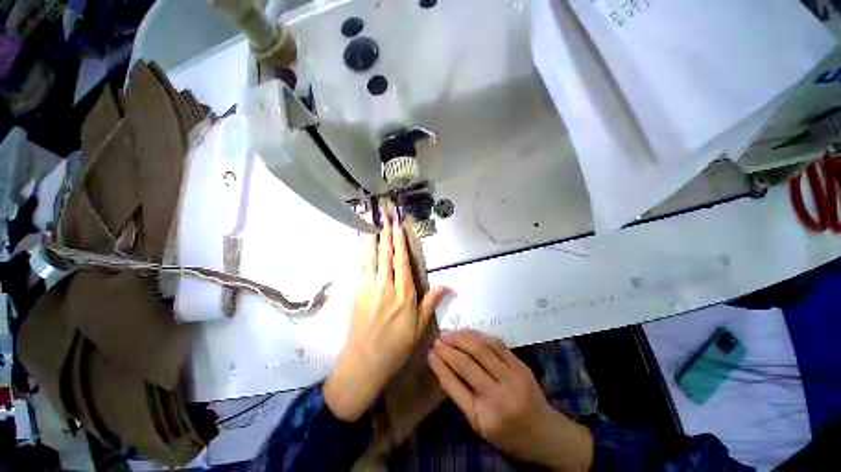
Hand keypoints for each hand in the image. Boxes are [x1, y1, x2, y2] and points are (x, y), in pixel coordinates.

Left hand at [324, 214, 447, 420]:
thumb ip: (430, 303)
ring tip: (373, 223)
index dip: (400, 242)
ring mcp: (369, 288)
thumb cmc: (395, 346)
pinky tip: (363, 245)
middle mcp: (386, 286)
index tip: (398, 227)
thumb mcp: (419, 327)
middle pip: (386, 254)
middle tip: (385, 217)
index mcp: (404, 294)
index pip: (402, 261)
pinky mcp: (357, 293)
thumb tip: (447, 286)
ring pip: (372, 258)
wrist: (364, 362)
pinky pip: (361, 268)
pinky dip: (363, 254)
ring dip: (373, 239)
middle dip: (386, 234)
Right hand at [428, 330, 593, 471]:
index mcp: (485, 416)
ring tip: (448, 332)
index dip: (440, 366)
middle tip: (437, 338)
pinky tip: (468, 332)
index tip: (429, 352)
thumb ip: (460, 395)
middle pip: (467, 363)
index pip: (455, 385)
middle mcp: (499, 395)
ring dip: (462, 337)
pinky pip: (497, 345)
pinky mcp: (521, 366)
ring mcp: (513, 378)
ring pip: (482, 349)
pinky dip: (479, 336)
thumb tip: (442, 367)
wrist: (546, 433)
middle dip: (449, 347)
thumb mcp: (479, 425)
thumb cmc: (508, 434)